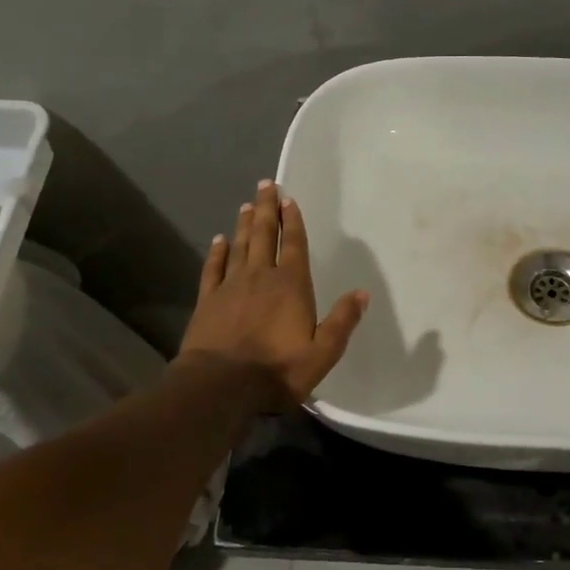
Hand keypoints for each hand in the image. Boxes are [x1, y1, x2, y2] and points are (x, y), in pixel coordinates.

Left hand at [177, 181, 367, 407]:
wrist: (221, 384)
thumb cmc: (278, 369)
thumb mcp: (323, 352)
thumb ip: (342, 321)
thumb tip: (362, 293)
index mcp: (291, 286)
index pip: (293, 245)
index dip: (292, 221)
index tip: (288, 199)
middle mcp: (261, 277)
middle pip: (264, 235)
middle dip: (266, 209)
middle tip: (265, 185)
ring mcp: (230, 286)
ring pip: (239, 246)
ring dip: (244, 224)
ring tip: (246, 204)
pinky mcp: (208, 300)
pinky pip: (213, 268)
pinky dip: (216, 252)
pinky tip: (218, 240)